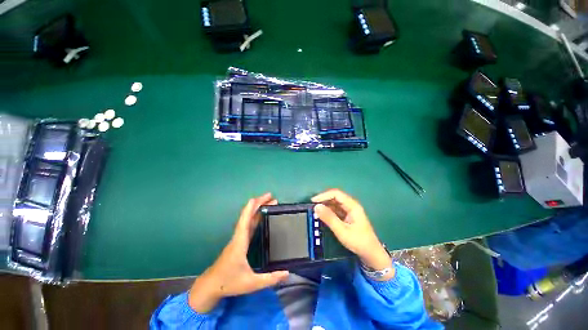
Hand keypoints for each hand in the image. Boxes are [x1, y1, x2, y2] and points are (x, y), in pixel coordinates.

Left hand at [188, 193, 289, 312]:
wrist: (210, 286)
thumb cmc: (229, 283)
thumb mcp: (252, 283)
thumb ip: (270, 279)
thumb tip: (287, 273)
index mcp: (240, 242)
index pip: (246, 220)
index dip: (253, 207)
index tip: (262, 197)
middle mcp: (239, 236)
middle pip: (248, 216)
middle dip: (259, 204)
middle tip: (272, 197)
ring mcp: (238, 238)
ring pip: (248, 219)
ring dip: (257, 210)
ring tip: (269, 203)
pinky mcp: (238, 242)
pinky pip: (248, 225)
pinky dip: (255, 217)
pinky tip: (261, 217)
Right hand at [312, 189, 393, 279]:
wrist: (371, 254)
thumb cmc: (358, 241)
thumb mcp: (342, 230)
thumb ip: (329, 218)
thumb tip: (316, 207)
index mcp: (352, 205)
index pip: (336, 194)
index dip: (324, 195)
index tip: (313, 201)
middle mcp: (351, 205)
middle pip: (335, 197)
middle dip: (323, 200)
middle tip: (313, 207)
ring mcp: (349, 211)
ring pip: (335, 203)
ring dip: (325, 206)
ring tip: (316, 212)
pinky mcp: (347, 216)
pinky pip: (336, 210)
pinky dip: (328, 212)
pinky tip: (322, 216)